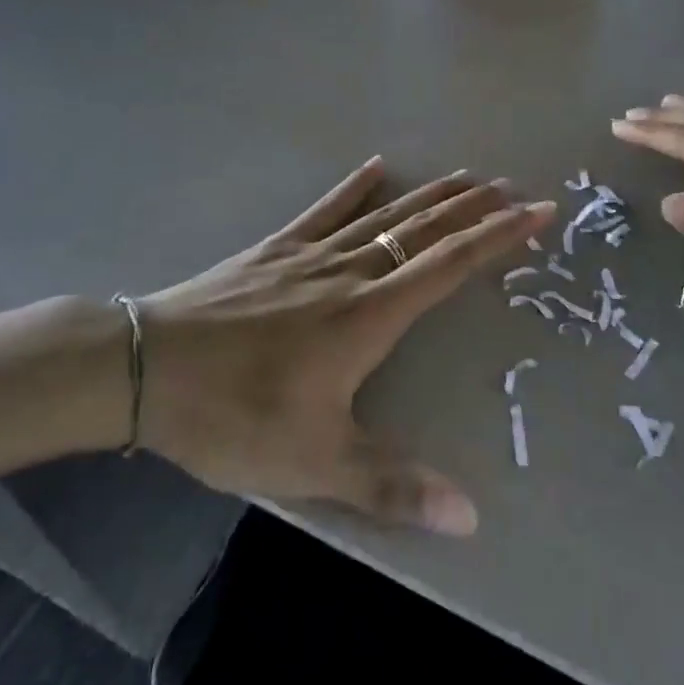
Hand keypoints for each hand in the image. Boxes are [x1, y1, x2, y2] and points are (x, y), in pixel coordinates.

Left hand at [133, 157, 555, 536]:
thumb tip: (471, 517)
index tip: (537, 211)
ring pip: (384, 215)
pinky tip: (374, 167)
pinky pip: (324, 210)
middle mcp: (348, 273)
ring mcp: (309, 255)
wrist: (146, 369)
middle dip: (474, 209)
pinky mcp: (273, 250)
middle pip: (424, 230)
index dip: (498, 237)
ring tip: (467, 176)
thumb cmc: (235, 415)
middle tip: (514, 187)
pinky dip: (353, 188)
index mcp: (368, 316)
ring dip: (430, 195)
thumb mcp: (315, 463)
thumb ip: (393, 486)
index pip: (450, 266)